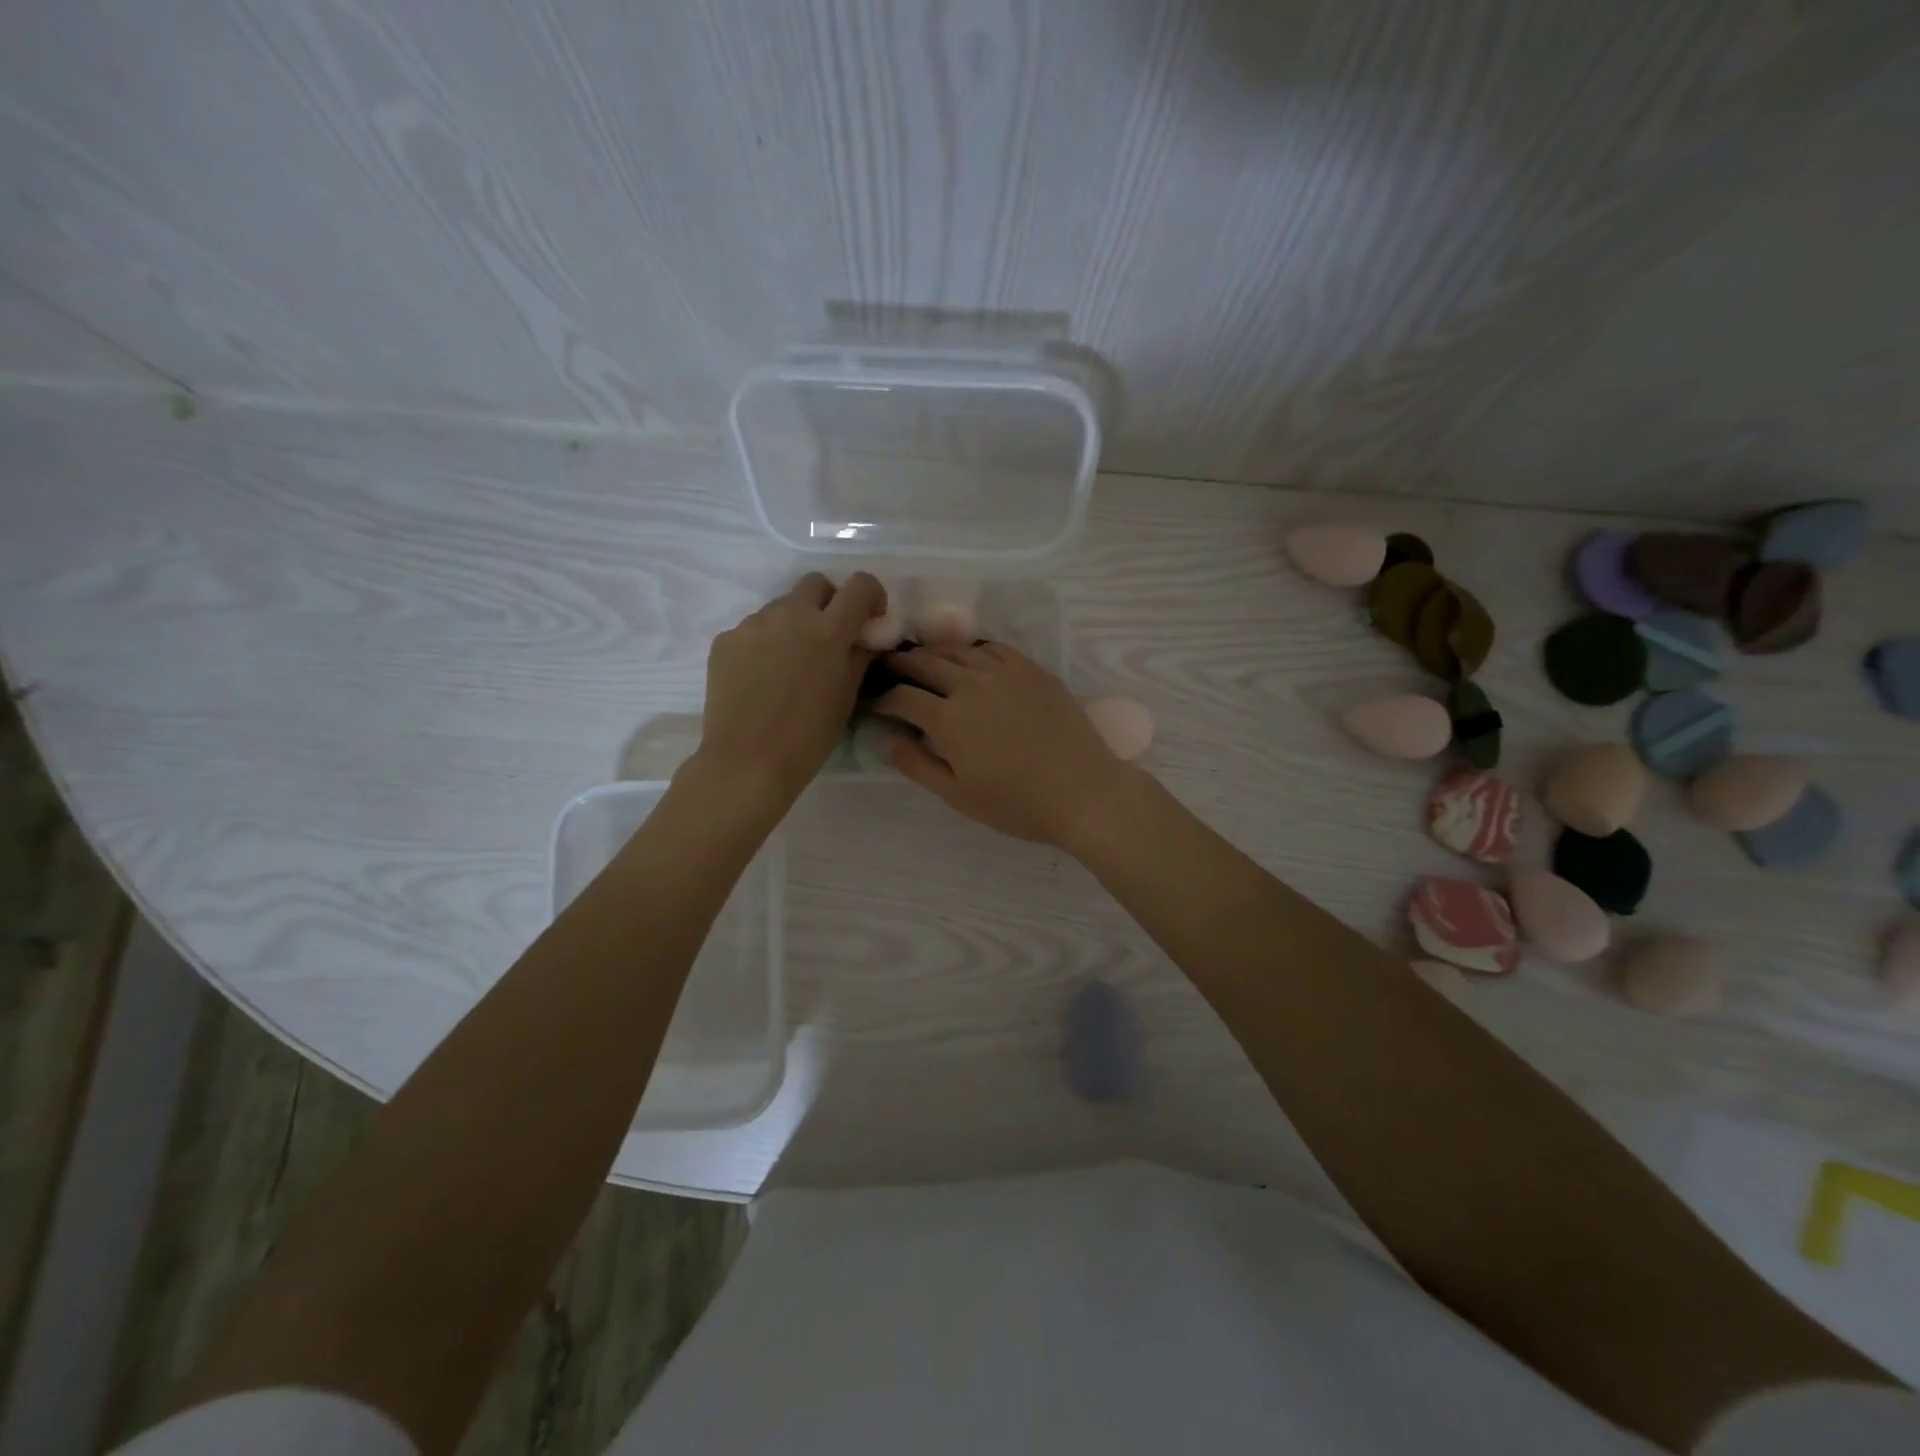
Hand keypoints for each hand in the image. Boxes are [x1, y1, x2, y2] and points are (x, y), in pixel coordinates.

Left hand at [694, 572, 886, 806]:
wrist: (747, 761)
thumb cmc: (808, 736)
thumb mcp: (847, 697)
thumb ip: (860, 657)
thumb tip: (866, 637)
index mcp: (829, 630)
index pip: (860, 585)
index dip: (872, 596)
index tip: (870, 619)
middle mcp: (791, 614)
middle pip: (816, 584)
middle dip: (829, 602)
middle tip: (829, 637)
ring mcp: (753, 624)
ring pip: (782, 607)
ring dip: (794, 624)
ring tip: (789, 665)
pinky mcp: (726, 639)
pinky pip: (753, 629)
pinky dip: (764, 643)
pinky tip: (761, 678)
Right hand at [872, 642, 1133, 847]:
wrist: (1083, 792)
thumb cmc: (1017, 804)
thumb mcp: (958, 795)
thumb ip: (917, 765)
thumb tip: (887, 740)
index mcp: (947, 719)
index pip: (902, 697)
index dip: (882, 699)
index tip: (874, 703)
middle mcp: (970, 685)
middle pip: (924, 663)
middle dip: (900, 664)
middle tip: (887, 667)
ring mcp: (1004, 672)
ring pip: (957, 650)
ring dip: (932, 652)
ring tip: (921, 658)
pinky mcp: (1031, 670)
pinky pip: (993, 647)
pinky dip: (971, 649)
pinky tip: (968, 657)